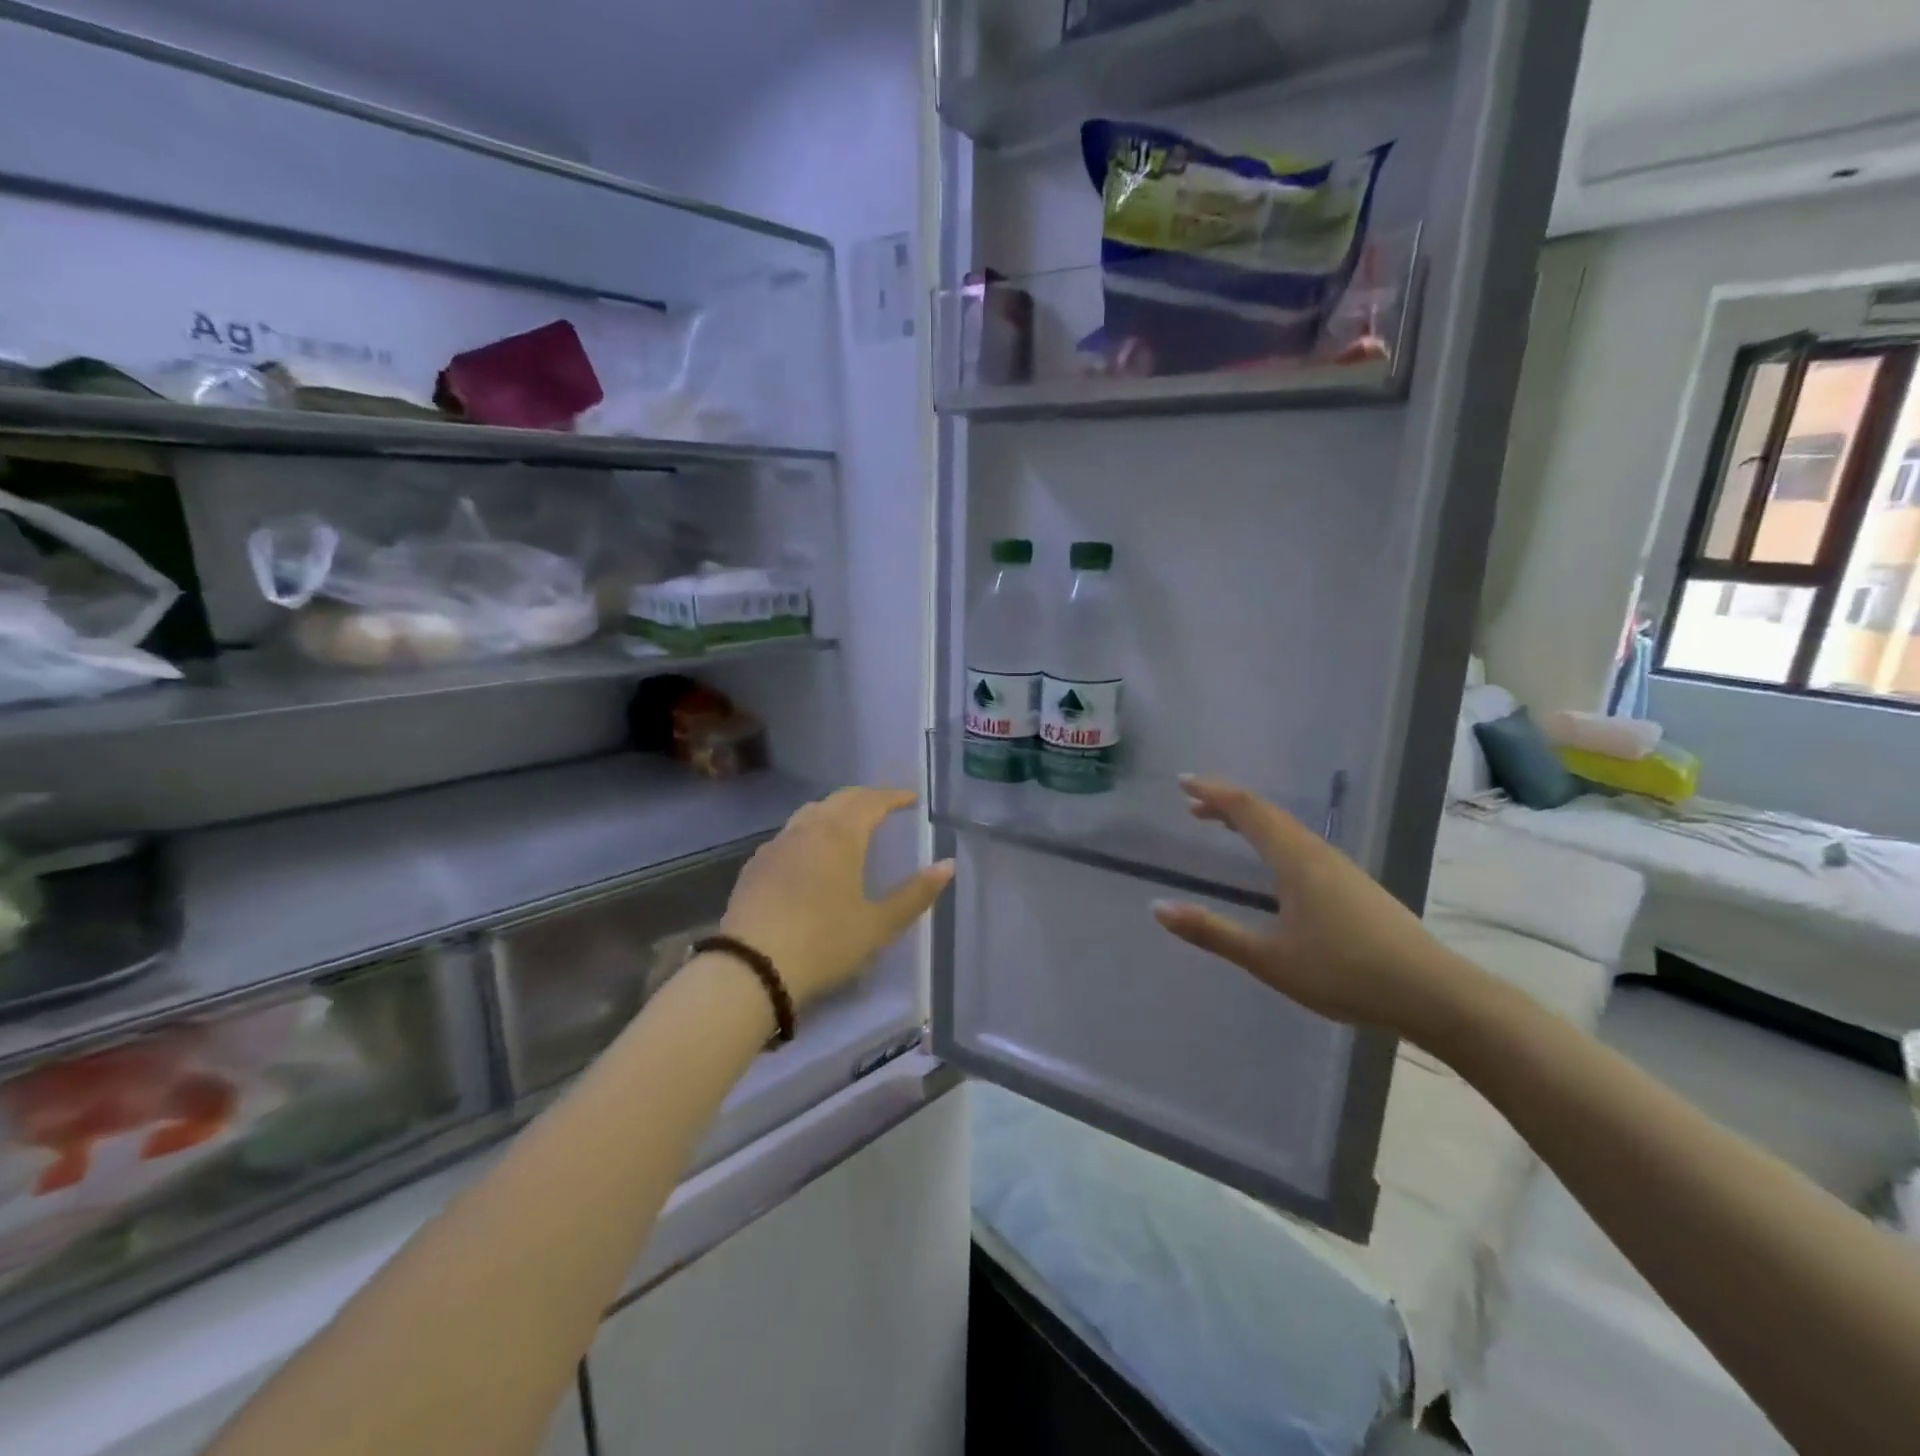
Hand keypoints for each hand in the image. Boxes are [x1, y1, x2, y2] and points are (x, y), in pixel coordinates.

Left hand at [720, 787, 954, 1008]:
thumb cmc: (824, 943)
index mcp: (840, 835)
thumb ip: (915, 893)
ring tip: (850, 826)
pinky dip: (809, 832)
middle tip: (885, 807)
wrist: (751, 968)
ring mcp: (776, 845)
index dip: (894, 796)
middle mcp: (807, 829)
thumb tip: (948, 865)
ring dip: (835, 812)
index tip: (911, 799)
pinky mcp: (755, 866)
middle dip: (865, 798)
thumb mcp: (878, 924)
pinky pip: (789, 835)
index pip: (871, 801)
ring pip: (810, 813)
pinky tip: (811, 856)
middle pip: (839, 799)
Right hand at [1151, 776, 1476, 1038]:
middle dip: (1227, 804)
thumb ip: (1213, 932)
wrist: (1434, 994)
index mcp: (1295, 859)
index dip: (1213, 792)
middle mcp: (1318, 853)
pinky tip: (1273, 864)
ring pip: (1288, 829)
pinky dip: (1272, 838)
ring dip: (1251, 821)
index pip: (1247, 810)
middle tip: (1193, 805)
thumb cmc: (1344, 972)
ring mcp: (1341, 868)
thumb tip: (1158, 908)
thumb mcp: (1269, 959)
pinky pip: (1302, 845)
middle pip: (1268, 813)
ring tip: (1224, 826)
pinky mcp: (1355, 886)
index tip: (1182, 783)